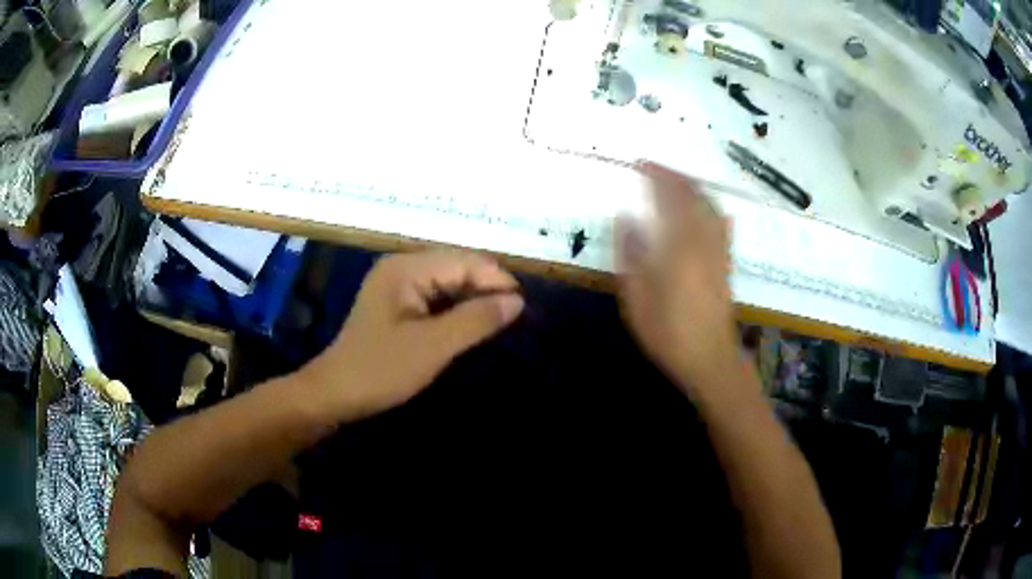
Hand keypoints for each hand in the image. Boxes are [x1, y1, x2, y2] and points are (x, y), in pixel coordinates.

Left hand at [302, 251, 523, 421]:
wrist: (336, 393)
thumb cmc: (381, 369)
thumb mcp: (432, 346)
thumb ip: (476, 320)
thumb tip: (518, 300)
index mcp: (406, 267)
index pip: (465, 261)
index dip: (497, 280)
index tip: (525, 308)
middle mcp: (403, 267)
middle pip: (458, 268)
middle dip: (488, 290)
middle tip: (518, 318)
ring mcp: (399, 285)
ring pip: (450, 284)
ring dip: (475, 301)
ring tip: (503, 322)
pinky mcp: (399, 304)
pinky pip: (438, 298)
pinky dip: (458, 311)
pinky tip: (474, 326)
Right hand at [616, 162, 740, 393]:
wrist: (709, 358)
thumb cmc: (667, 331)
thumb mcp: (636, 296)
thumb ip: (630, 252)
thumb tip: (626, 217)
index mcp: (679, 244)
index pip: (669, 196)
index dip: (656, 176)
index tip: (641, 164)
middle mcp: (703, 239)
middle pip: (693, 195)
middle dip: (674, 176)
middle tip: (654, 168)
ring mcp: (718, 249)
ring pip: (709, 205)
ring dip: (692, 188)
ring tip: (674, 182)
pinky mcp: (726, 261)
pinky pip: (720, 222)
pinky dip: (708, 206)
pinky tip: (705, 208)